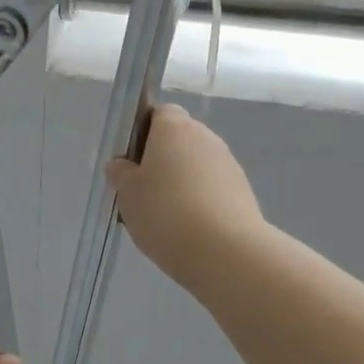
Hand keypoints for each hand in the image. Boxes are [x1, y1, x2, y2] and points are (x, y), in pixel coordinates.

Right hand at [108, 104, 267, 290]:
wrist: (223, 250)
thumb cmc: (165, 212)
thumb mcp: (127, 194)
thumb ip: (121, 174)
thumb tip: (121, 165)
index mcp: (175, 127)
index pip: (159, 113)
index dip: (143, 132)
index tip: (130, 161)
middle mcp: (206, 137)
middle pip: (179, 141)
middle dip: (161, 161)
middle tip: (142, 193)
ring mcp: (229, 164)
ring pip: (196, 167)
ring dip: (181, 183)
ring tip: (164, 218)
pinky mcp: (243, 192)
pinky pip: (212, 189)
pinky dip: (199, 202)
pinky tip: (187, 229)